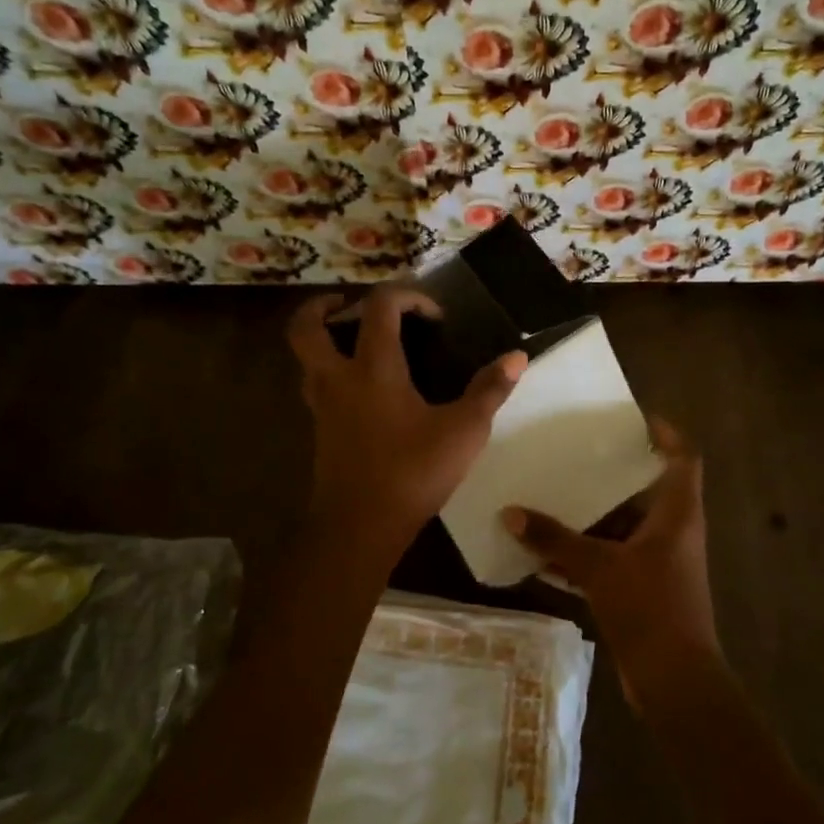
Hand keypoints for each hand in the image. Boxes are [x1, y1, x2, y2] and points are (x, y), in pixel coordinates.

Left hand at [289, 286, 526, 548]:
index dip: (407, 296)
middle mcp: (339, 378)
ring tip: (354, 341)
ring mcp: (322, 406)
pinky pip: (316, 385)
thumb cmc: (413, 472)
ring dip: (322, 339)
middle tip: (350, 304)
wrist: (361, 527)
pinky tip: (362, 389)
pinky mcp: (320, 431)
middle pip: (306, 326)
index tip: (435, 317)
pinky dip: (330, 371)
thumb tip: (518, 357)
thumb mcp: (464, 430)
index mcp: (374, 367)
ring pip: (304, 358)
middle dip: (322, 306)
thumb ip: (490, 390)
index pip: (379, 307)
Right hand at [501, 419, 721, 705]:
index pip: (683, 458)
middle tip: (577, 454)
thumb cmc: (649, 609)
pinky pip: (613, 559)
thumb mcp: (598, 568)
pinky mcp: (645, 590)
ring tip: (552, 497)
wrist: (675, 682)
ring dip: (592, 518)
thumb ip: (555, 539)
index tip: (635, 418)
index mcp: (677, 514)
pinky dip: (585, 555)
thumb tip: (511, 512)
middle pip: (647, 490)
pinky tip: (546, 555)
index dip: (666, 433)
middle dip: (612, 475)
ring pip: (625, 527)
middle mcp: (674, 532)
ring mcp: (660, 563)